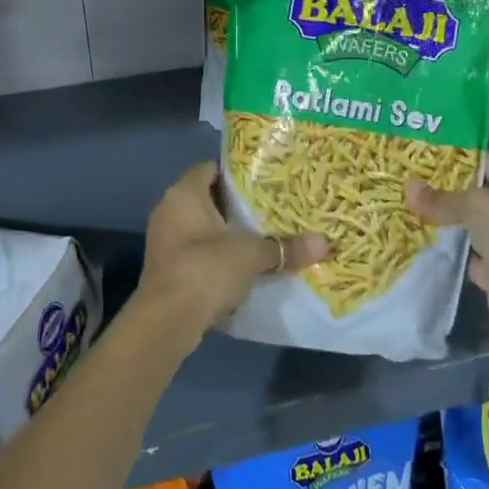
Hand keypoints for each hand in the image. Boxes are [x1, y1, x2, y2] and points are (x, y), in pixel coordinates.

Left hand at [136, 162, 326, 340]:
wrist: (167, 320)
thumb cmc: (206, 268)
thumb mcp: (252, 255)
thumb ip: (285, 247)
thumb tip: (325, 244)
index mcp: (184, 193)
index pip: (210, 168)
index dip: (235, 172)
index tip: (262, 181)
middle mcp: (168, 210)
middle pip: (206, 198)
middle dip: (234, 205)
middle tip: (268, 208)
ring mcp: (163, 240)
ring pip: (199, 227)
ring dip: (224, 233)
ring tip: (259, 236)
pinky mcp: (165, 267)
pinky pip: (194, 251)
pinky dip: (214, 255)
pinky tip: (240, 266)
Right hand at [406, 150, 488, 344]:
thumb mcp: (478, 206)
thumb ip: (443, 198)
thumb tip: (408, 188)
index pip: (488, 160)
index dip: (458, 154)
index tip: (423, 151)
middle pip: (475, 193)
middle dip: (444, 187)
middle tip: (406, 177)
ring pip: (468, 225)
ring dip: (442, 220)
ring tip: (405, 205)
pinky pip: (464, 255)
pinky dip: (445, 251)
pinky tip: (418, 240)